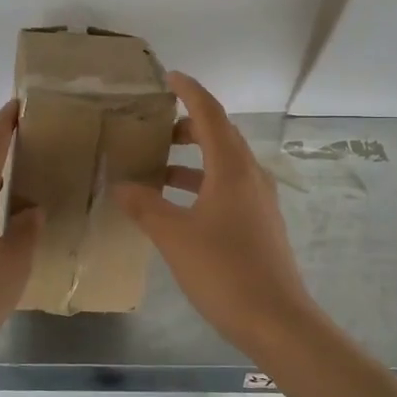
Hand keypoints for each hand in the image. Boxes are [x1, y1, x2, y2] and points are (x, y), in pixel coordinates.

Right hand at [114, 72, 321, 353]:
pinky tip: (177, 205)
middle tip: (155, 128)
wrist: (276, 320)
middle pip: (220, 136)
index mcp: (232, 169)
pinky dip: (201, 184)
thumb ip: (145, 206)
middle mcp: (250, 177)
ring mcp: (258, 202)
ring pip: (223, 164)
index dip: (190, 91)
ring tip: (158, 165)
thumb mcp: (174, 236)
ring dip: (193, 158)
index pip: (210, 114)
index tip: (169, 76)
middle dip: (188, 125)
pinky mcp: (259, 224)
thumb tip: (121, 185)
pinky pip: (227, 188)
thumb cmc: (224, 271)